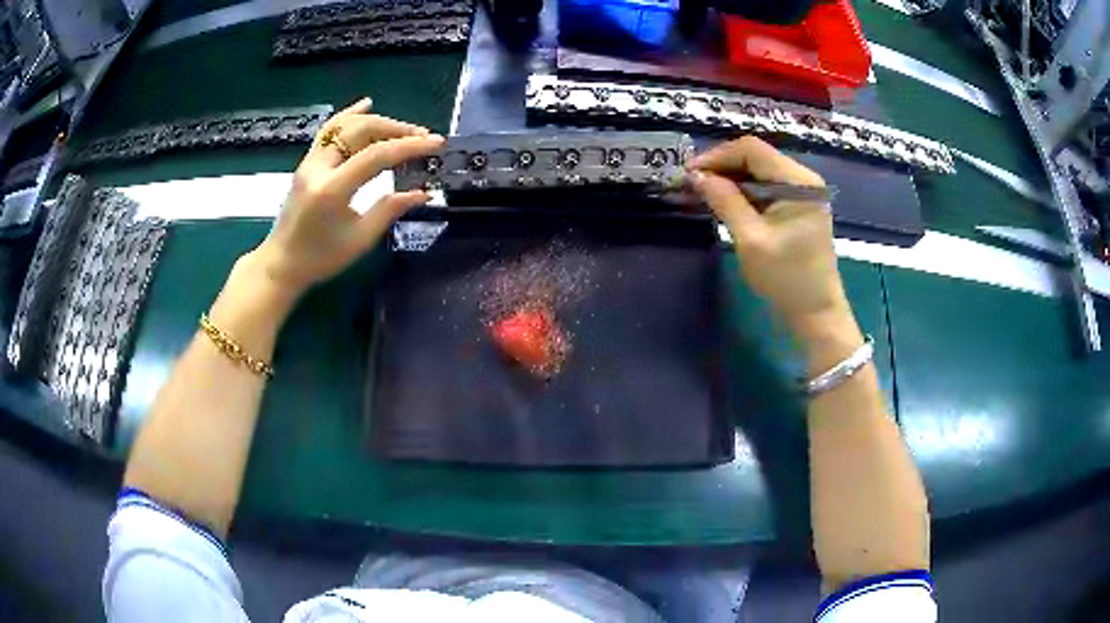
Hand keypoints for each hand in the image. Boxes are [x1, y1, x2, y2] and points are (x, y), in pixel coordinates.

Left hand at [248, 98, 444, 296]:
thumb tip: (424, 192)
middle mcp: (318, 168)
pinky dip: (350, 115)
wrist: (281, 263)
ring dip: (378, 122)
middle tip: (423, 137)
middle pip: (361, 131)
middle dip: (396, 129)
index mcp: (332, 189)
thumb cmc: (321, 258)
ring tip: (404, 128)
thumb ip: (390, 209)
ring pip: (346, 125)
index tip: (436, 143)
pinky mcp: (307, 162)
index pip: (376, 155)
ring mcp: (310, 162)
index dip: (409, 146)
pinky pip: (329, 130)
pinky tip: (367, 104)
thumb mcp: (360, 240)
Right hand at [689, 137, 851, 337]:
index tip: (690, 174)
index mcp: (798, 182)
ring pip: (758, 171)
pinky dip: (744, 191)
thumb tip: (696, 175)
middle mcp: (803, 179)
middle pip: (755, 157)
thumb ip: (725, 201)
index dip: (717, 156)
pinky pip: (766, 187)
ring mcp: (803, 192)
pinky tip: (725, 202)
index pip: (752, 150)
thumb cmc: (786, 278)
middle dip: (721, 167)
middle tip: (692, 184)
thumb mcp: (751, 239)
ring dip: (730, 179)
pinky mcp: (798, 206)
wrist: (815, 312)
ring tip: (703, 193)